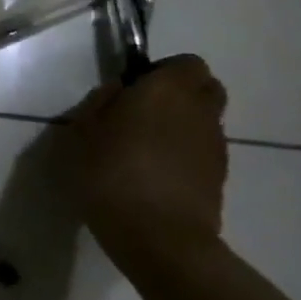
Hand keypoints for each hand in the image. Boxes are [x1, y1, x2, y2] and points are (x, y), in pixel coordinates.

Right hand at [63, 54, 228, 261]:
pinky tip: (156, 176)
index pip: (185, 63)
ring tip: (145, 151)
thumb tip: (119, 92)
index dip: (162, 72)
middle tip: (142, 115)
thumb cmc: (110, 173)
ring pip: (204, 121)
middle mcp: (199, 110)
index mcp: (166, 89)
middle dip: (179, 95)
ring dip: (181, 127)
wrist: (159, 236)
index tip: (133, 89)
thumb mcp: (80, 133)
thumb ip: (100, 104)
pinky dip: (185, 155)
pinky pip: (202, 151)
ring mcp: (215, 145)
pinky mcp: (220, 177)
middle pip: (204, 88)